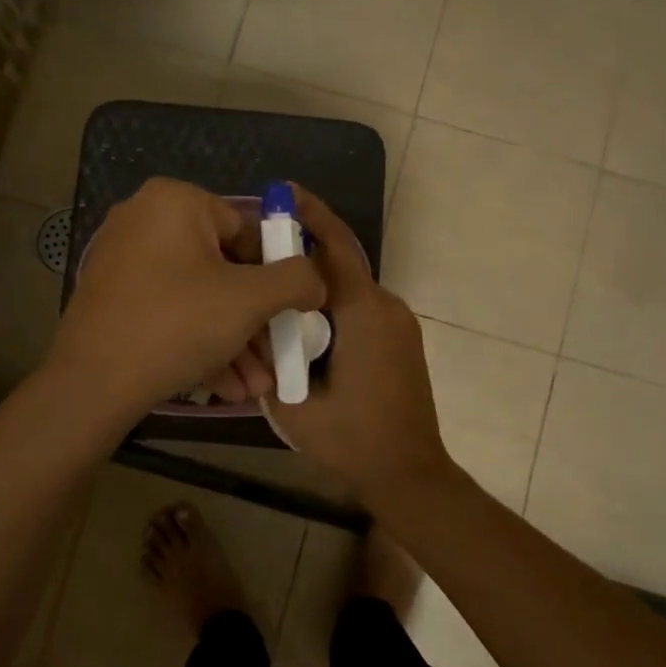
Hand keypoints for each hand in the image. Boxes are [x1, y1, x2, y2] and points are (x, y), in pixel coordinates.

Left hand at [45, 178, 325, 423]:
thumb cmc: (176, 325)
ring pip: (199, 298)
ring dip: (234, 342)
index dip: (276, 275)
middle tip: (276, 360)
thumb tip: (316, 279)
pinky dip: (200, 342)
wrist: (92, 384)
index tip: (291, 315)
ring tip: (257, 387)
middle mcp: (145, 219)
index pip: (247, 231)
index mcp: (176, 201)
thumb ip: (296, 279)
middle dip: (255, 322)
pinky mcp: (114, 297)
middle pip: (224, 269)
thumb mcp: (250, 300)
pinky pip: (171, 311)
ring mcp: (125, 259)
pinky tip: (226, 387)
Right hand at [265, 188, 454, 499]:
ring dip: (316, 287)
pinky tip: (304, 329)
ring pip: (350, 288)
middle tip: (260, 255)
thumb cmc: (352, 439)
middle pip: (340, 264)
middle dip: (302, 254)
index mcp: (363, 313)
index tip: (283, 193)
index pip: (335, 247)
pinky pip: (362, 309)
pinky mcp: (402, 340)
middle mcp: (387, 306)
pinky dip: (333, 307)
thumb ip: (272, 358)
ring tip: (275, 297)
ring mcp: (400, 323)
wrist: (408, 473)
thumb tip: (257, 328)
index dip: (309, 215)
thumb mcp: (293, 402)